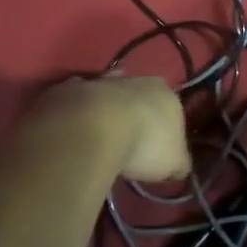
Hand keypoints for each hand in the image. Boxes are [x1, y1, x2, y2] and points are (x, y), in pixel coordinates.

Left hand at [29, 73, 190, 183]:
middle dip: (135, 113)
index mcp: (165, 93)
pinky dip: (76, 114)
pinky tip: (73, 133)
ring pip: (106, 93)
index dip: (165, 129)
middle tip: (129, 142)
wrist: (91, 129)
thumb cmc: (142, 144)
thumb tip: (178, 167)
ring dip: (104, 109)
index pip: (171, 109)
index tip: (157, 150)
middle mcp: (135, 79)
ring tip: (98, 137)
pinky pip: (76, 102)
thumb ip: (179, 162)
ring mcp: (99, 81)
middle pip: (139, 96)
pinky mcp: (67, 89)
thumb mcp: (174, 163)